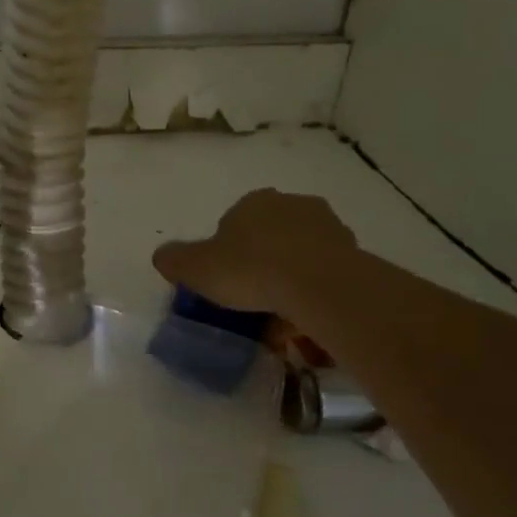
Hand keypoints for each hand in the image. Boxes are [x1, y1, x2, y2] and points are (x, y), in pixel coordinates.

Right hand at [153, 189, 355, 316]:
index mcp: (253, 202)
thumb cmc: (250, 269)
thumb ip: (175, 260)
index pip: (233, 223)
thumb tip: (163, 257)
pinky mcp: (353, 251)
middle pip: (270, 236)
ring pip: (300, 253)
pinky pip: (325, 272)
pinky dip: (315, 289)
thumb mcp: (195, 268)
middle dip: (262, 262)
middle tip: (253, 298)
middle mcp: (291, 204)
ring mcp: (327, 225)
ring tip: (282, 313)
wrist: (317, 284)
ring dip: (291, 276)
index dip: (227, 253)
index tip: (226, 281)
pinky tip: (307, 314)